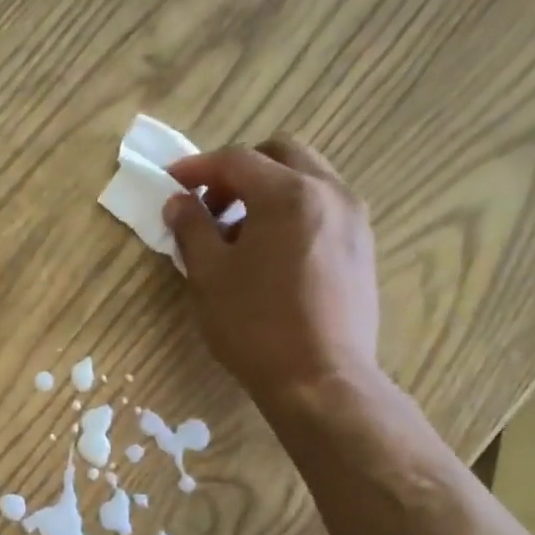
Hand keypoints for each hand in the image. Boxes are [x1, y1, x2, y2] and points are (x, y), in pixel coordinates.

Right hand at [162, 140, 379, 406]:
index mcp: (288, 194)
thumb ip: (191, 228)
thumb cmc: (255, 326)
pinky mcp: (362, 246)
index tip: (171, 182)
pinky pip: (323, 207)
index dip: (197, 167)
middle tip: (210, 205)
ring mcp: (353, 218)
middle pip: (280, 154)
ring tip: (238, 233)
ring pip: (307, 178)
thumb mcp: (209, 275)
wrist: (320, 379)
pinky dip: (292, 210)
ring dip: (268, 190)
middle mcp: (329, 192)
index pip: (236, 160)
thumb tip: (179, 202)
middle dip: (239, 171)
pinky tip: (271, 252)